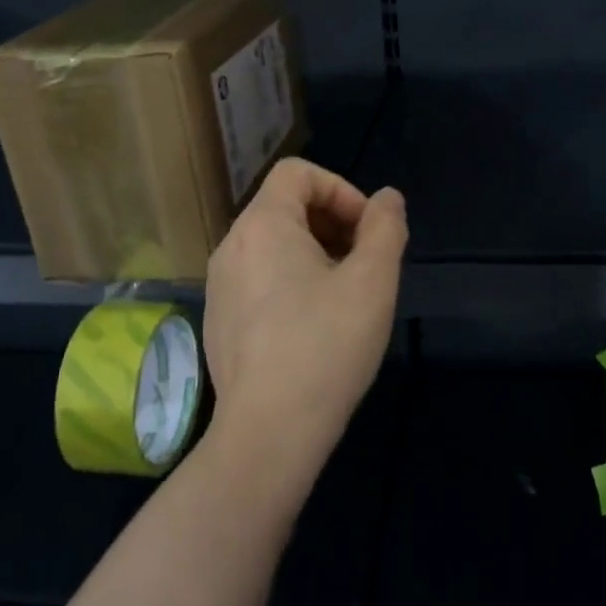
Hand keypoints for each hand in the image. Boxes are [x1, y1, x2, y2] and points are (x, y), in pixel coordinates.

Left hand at [203, 158, 407, 462]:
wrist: (269, 432)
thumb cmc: (326, 346)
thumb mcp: (373, 281)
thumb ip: (385, 228)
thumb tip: (387, 199)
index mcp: (262, 225)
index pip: (298, 172)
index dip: (341, 190)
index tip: (367, 232)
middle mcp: (231, 246)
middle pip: (284, 206)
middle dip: (331, 223)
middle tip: (363, 263)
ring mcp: (218, 286)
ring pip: (272, 245)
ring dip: (314, 253)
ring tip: (343, 296)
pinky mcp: (218, 321)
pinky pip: (257, 279)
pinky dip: (289, 282)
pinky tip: (313, 327)